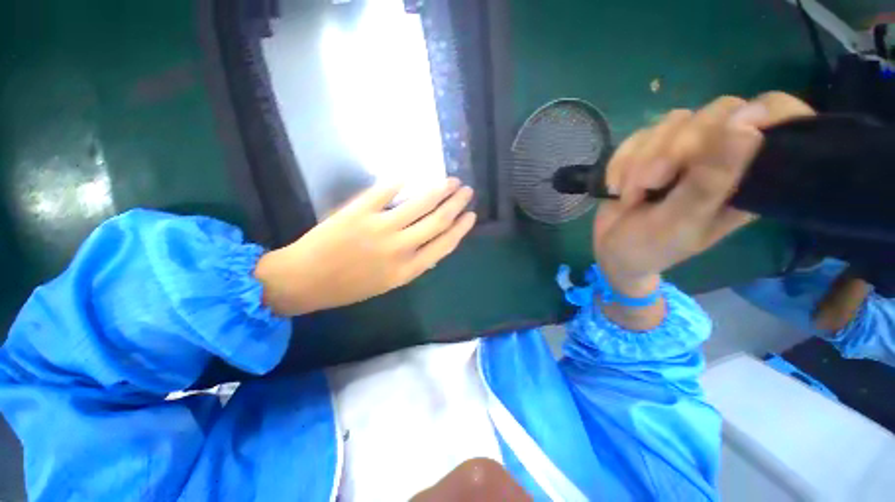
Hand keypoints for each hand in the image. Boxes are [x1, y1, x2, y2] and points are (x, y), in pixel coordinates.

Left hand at [255, 179, 476, 315]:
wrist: (305, 281)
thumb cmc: (348, 287)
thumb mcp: (387, 284)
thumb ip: (412, 265)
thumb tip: (431, 246)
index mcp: (407, 270)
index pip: (444, 244)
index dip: (461, 228)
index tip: (471, 215)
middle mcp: (399, 248)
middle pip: (437, 221)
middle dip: (456, 204)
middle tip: (467, 191)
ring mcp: (379, 228)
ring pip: (419, 204)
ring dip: (439, 189)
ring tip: (451, 180)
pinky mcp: (359, 212)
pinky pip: (384, 191)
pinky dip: (399, 181)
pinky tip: (410, 174)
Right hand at [595, 92, 814, 295]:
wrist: (610, 250)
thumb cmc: (651, 246)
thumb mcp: (682, 221)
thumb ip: (711, 180)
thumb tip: (747, 125)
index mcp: (746, 178)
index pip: (777, 119)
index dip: (765, 111)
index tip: (738, 125)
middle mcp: (721, 156)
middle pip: (716, 113)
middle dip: (673, 149)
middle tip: (650, 184)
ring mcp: (684, 150)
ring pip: (673, 122)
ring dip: (640, 160)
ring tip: (630, 195)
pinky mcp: (652, 149)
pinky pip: (638, 135)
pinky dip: (621, 162)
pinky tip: (616, 187)